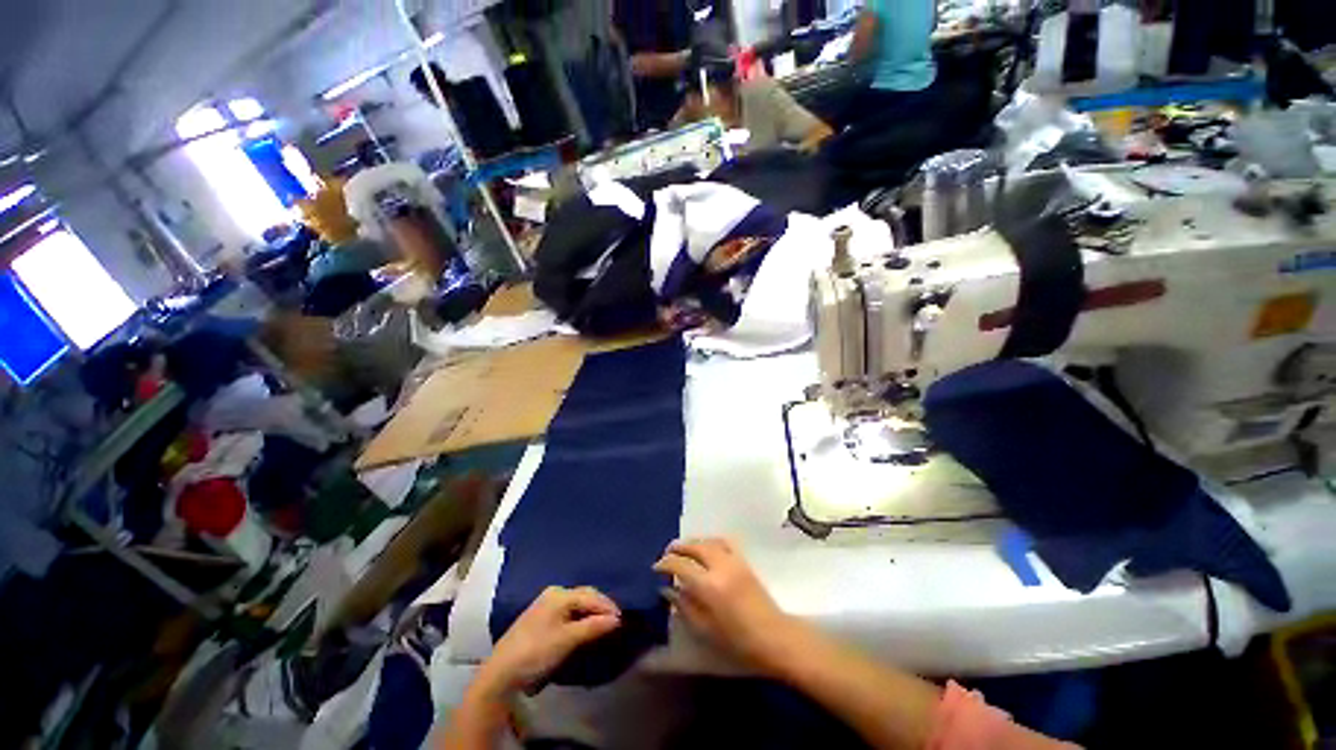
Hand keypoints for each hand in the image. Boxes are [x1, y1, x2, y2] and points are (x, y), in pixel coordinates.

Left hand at [477, 586, 620, 695]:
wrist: (501, 672)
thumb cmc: (537, 651)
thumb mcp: (567, 640)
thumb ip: (593, 627)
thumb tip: (617, 619)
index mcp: (560, 594)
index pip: (591, 596)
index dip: (608, 607)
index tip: (623, 620)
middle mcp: (554, 593)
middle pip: (584, 596)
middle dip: (600, 608)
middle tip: (615, 622)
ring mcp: (546, 604)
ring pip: (577, 604)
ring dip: (591, 613)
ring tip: (603, 626)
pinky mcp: (541, 617)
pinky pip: (568, 611)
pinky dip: (580, 618)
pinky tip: (586, 627)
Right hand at [654, 538, 797, 672]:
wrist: (774, 637)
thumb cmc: (738, 641)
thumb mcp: (705, 629)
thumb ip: (684, 605)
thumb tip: (667, 588)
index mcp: (709, 586)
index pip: (681, 565)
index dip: (665, 563)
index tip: (656, 567)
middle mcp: (720, 566)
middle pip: (694, 546)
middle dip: (677, 547)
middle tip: (666, 554)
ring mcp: (734, 560)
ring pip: (708, 541)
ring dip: (692, 542)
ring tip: (682, 549)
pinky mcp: (743, 560)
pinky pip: (723, 542)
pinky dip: (710, 541)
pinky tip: (705, 547)